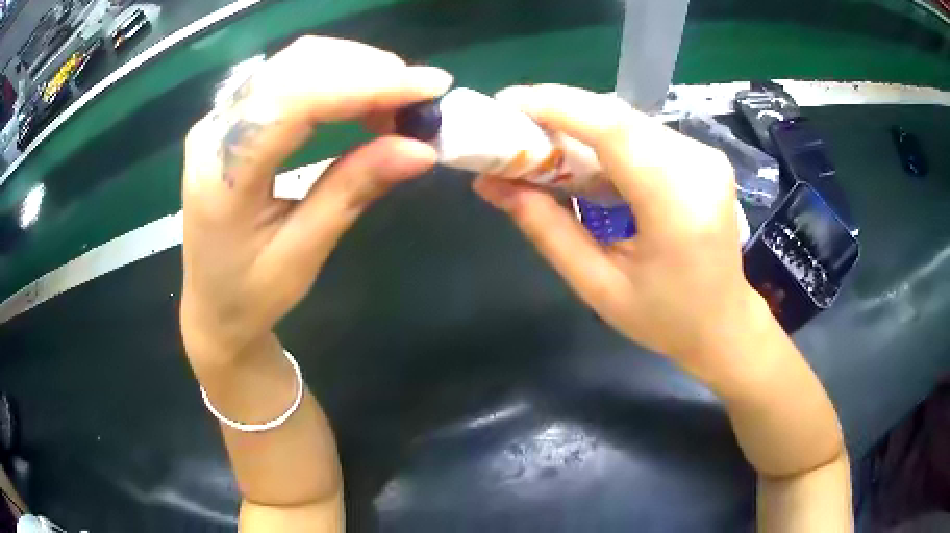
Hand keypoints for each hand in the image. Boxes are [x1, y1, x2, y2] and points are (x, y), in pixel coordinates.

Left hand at [180, 37, 452, 360]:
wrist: (211, 304)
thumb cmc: (251, 294)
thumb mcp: (303, 253)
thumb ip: (353, 190)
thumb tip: (421, 148)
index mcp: (220, 177)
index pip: (291, 102)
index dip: (363, 84)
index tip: (429, 87)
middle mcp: (213, 133)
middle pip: (293, 68)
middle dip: (365, 70)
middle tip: (418, 98)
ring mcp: (220, 119)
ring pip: (294, 63)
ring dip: (354, 70)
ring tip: (397, 103)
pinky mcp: (233, 117)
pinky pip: (289, 77)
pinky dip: (335, 79)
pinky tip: (363, 100)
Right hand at [473, 84, 768, 383]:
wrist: (725, 322)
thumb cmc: (665, 319)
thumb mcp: (598, 287)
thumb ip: (547, 231)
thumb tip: (492, 184)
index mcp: (677, 206)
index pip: (614, 131)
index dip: (556, 107)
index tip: (505, 103)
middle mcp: (698, 167)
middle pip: (619, 118)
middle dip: (558, 111)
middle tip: (511, 124)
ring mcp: (706, 158)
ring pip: (629, 121)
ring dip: (579, 123)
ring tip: (538, 141)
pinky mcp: (703, 157)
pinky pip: (644, 133)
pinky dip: (605, 137)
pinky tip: (582, 157)